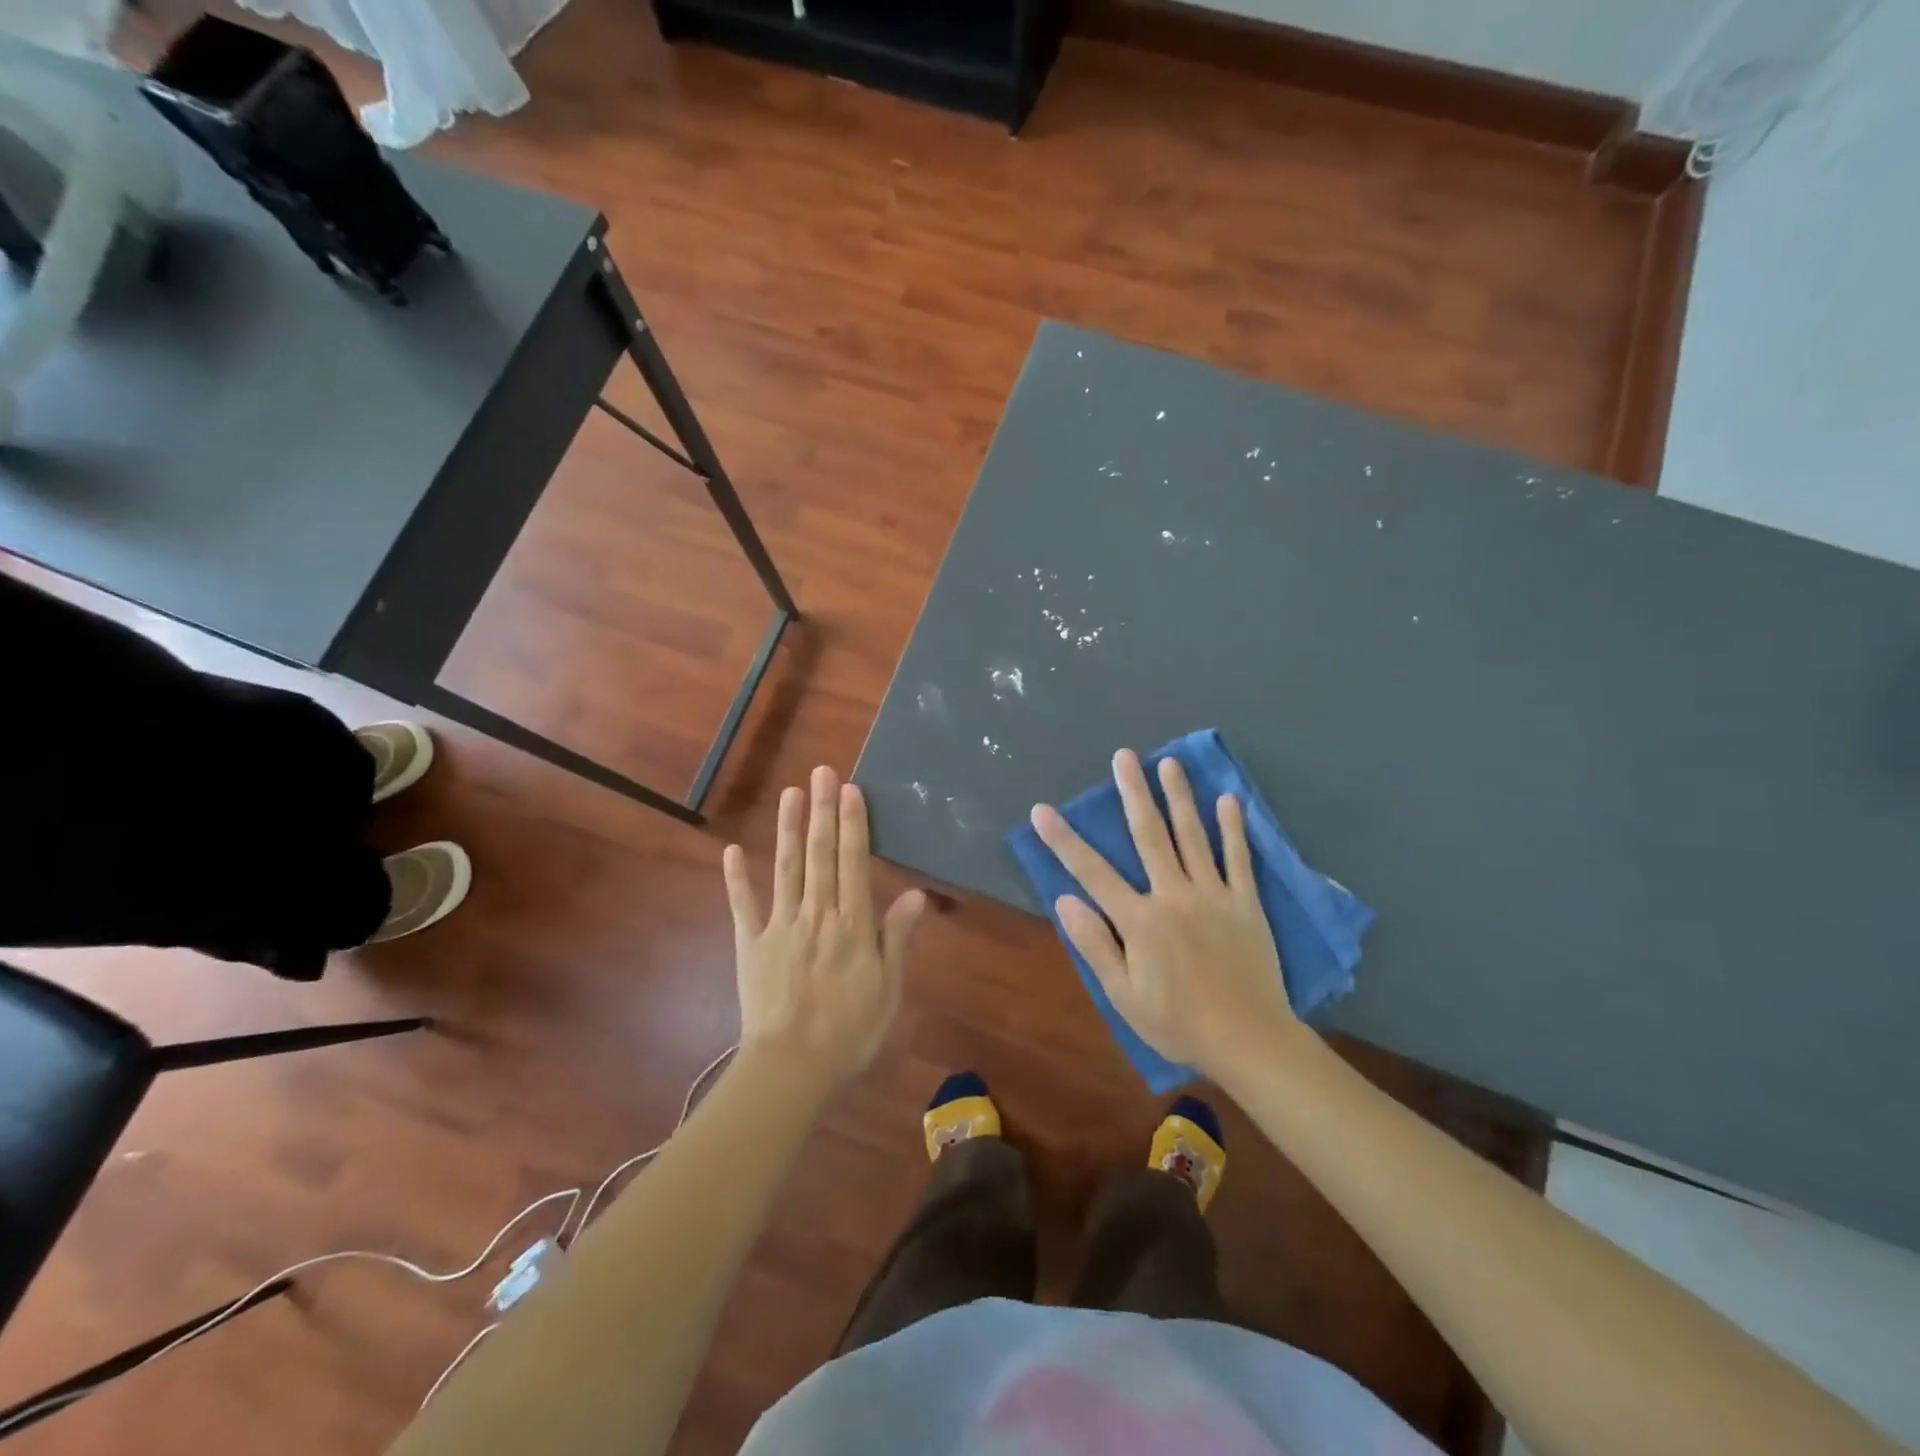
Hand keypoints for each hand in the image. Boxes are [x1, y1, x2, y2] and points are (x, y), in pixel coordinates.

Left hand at [723, 766, 926, 1084]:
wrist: (793, 1068)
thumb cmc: (850, 1031)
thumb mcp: (888, 988)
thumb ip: (897, 937)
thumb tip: (917, 893)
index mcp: (852, 924)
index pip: (853, 862)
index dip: (853, 824)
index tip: (850, 790)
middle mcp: (817, 914)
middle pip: (819, 854)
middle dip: (822, 811)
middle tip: (822, 772)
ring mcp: (779, 926)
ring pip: (785, 868)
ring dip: (787, 829)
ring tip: (790, 793)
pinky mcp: (750, 944)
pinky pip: (743, 906)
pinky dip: (736, 878)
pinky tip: (732, 849)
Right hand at [1031, 749, 1303, 1082]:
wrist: (1250, 1042)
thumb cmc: (1178, 1023)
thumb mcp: (1123, 995)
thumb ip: (1094, 944)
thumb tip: (1064, 900)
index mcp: (1140, 920)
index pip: (1092, 871)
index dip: (1064, 840)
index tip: (1042, 810)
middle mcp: (1174, 895)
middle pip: (1150, 835)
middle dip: (1133, 793)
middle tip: (1124, 756)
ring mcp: (1214, 895)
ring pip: (1193, 836)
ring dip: (1179, 797)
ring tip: (1169, 763)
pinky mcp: (1246, 903)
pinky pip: (1239, 858)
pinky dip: (1233, 828)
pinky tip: (1228, 799)